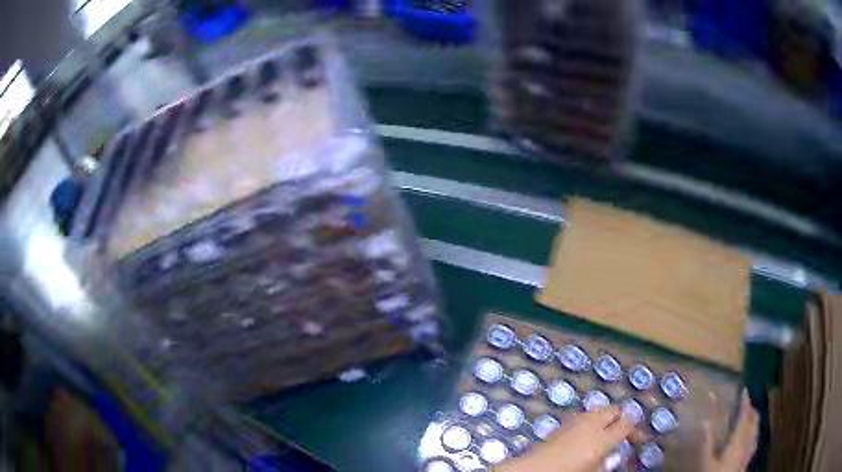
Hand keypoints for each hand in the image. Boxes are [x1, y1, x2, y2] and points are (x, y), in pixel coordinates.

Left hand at [493, 406, 635, 471]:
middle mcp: (592, 424)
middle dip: (621, 418)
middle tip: (622, 432)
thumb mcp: (593, 470)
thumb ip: (606, 461)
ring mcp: (576, 420)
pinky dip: (591, 421)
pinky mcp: (564, 422)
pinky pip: (585, 416)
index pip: (627, 424)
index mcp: (602, 439)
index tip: (638, 438)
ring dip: (606, 418)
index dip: (635, 429)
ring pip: (599, 410)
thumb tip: (611, 455)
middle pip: (615, 410)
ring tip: (606, 432)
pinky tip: (587, 434)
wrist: (533, 469)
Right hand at [702, 389, 758, 471]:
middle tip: (747, 403)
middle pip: (753, 422)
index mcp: (737, 441)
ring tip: (752, 416)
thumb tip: (705, 421)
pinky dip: (754, 434)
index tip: (744, 390)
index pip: (743, 417)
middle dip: (752, 410)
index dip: (745, 403)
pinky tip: (752, 437)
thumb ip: (707, 443)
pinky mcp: (748, 460)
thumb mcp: (706, 462)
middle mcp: (746, 443)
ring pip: (756, 431)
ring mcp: (749, 452)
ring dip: (755, 421)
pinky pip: (754, 442)